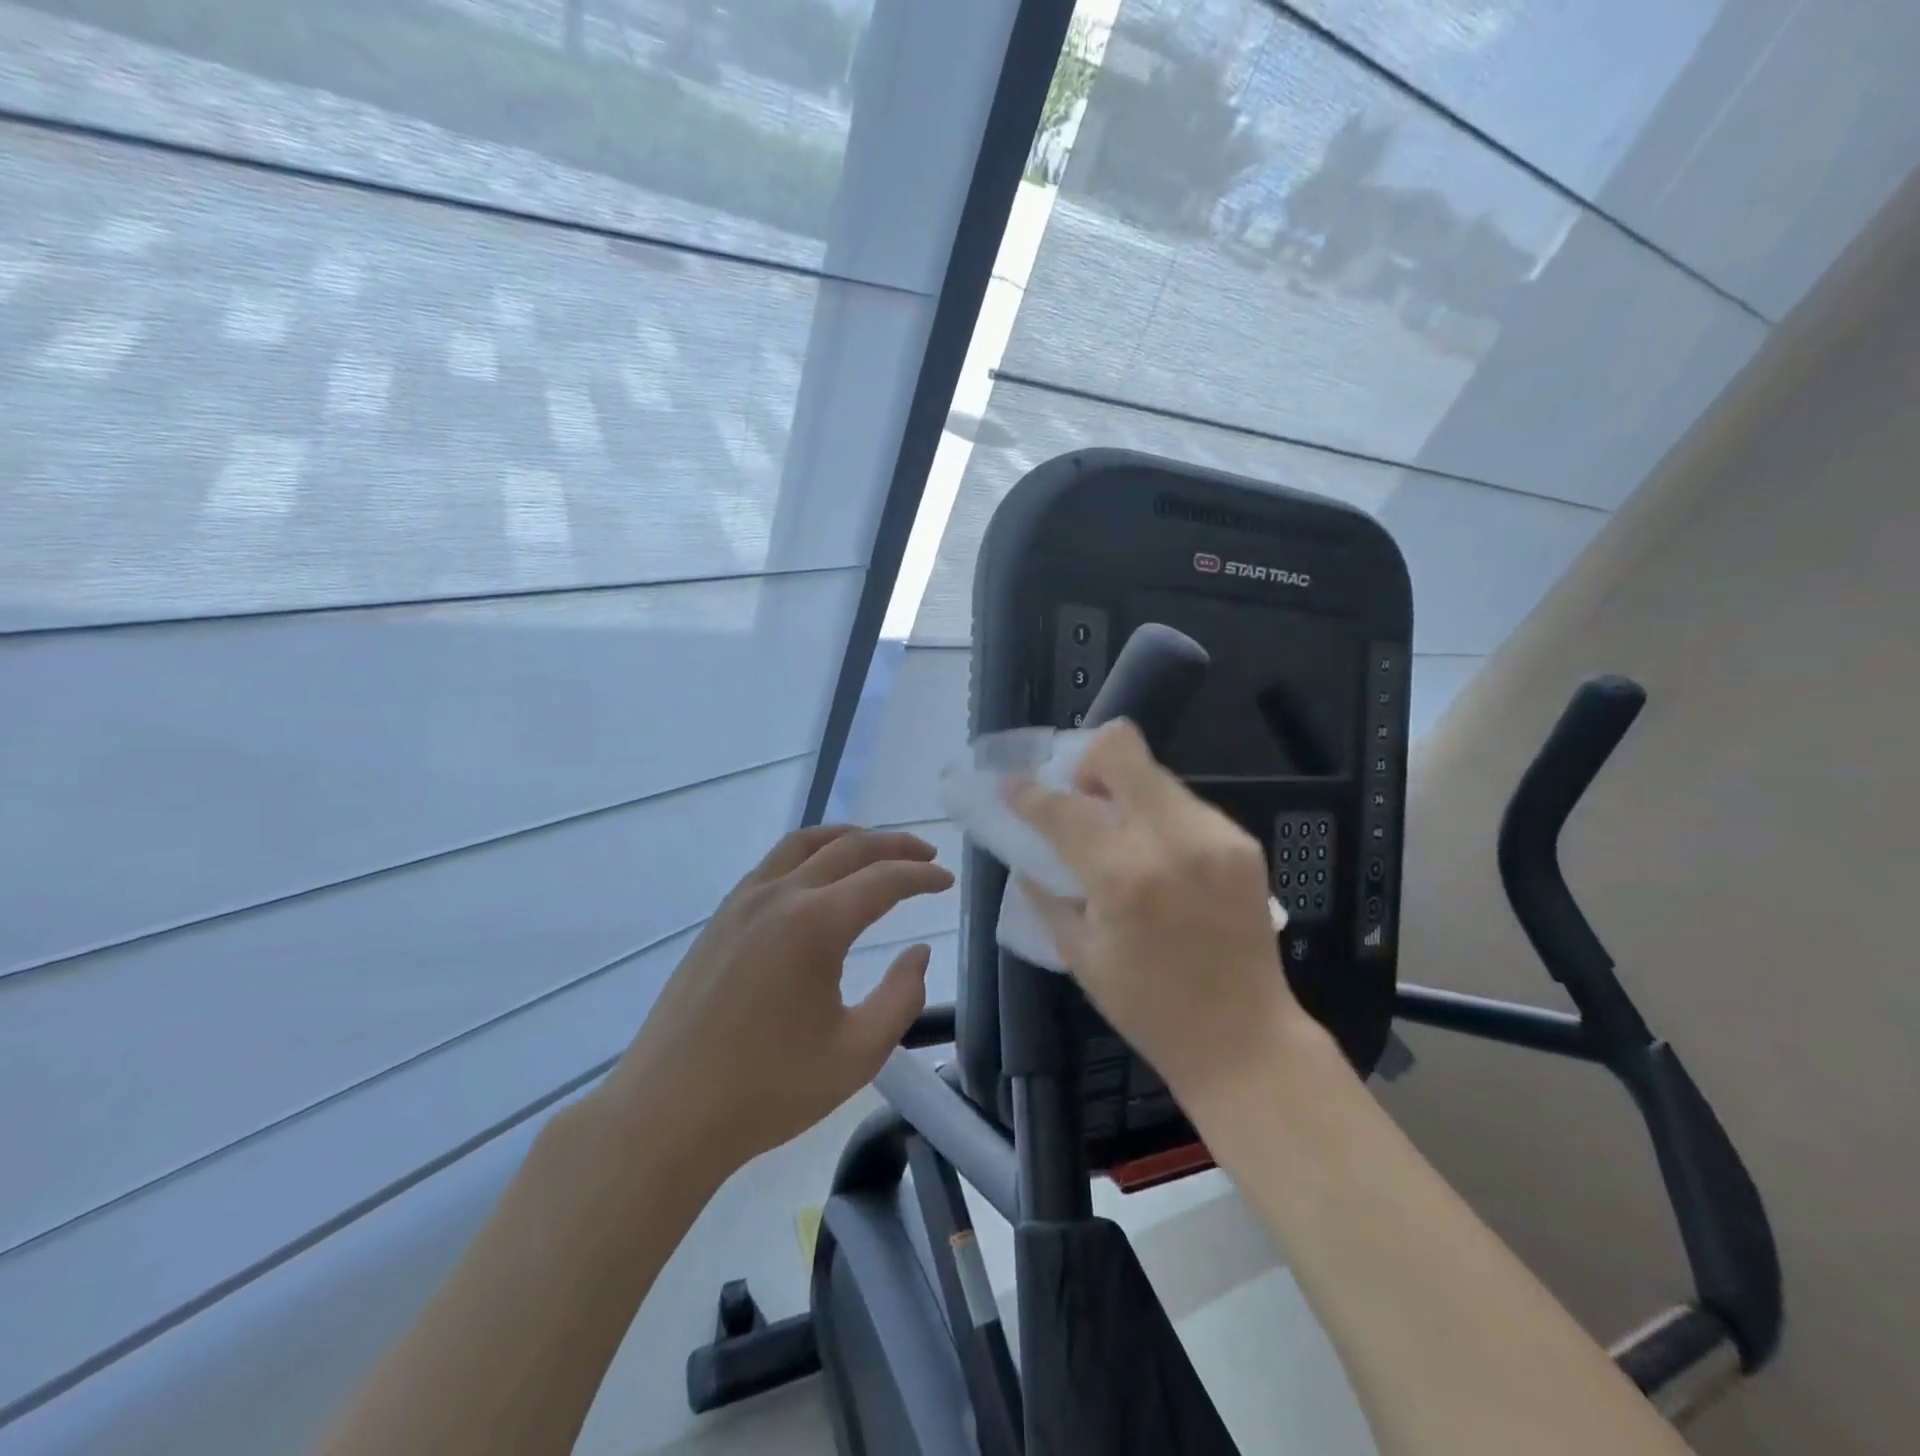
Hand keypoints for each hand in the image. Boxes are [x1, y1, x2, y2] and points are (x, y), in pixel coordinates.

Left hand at [599, 826, 953, 1182]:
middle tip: (926, 855)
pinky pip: (774, 863)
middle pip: (847, 847)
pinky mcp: (720, 918)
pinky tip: (818, 878)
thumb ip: (902, 997)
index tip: (947, 880)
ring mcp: (743, 902)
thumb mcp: (857, 1054)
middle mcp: (779, 896)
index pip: (883, 880)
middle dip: (893, 846)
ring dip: (848, 838)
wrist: (666, 1114)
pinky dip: (809, 854)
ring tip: (876, 849)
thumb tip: (917, 953)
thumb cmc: (767, 1089)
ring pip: (804, 843)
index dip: (921, 876)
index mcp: (814, 924)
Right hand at [1008, 721, 1310, 1113]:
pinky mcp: (1242, 843)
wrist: (1245, 1040)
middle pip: (1121, 749)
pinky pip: (1185, 805)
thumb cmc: (1149, 1009)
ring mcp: (1215, 836)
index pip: (1063, 808)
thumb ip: (1048, 894)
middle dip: (1087, 762)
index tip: (1011, 783)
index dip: (1028, 792)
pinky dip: (1158, 817)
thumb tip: (1028, 855)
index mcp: (1123, 877)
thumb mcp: (1080, 956)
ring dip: (1124, 792)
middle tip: (1078, 796)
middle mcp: (1172, 841)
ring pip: (1154, 774)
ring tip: (1117, 834)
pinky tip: (1156, 857)